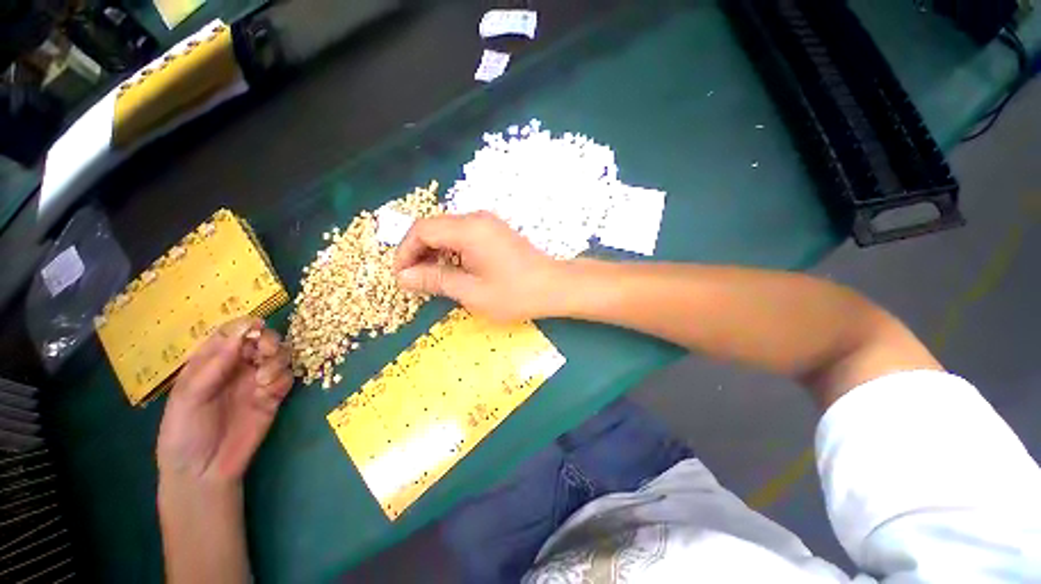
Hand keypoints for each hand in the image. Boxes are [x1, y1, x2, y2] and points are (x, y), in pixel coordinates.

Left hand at [157, 317, 292, 485]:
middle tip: (265, 353)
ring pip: (279, 355)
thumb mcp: (189, 397)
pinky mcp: (273, 396)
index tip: (255, 327)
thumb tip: (243, 330)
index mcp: (210, 363)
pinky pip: (287, 377)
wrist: (204, 471)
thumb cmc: (184, 432)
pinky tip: (270, 390)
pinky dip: (283, 378)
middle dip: (268, 341)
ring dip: (278, 359)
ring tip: (265, 378)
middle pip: (260, 340)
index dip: (244, 327)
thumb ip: (214, 364)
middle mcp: (236, 367)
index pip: (230, 334)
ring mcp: (256, 382)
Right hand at [394, 211, 563, 321]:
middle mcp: (476, 219)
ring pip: (447, 230)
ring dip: (433, 251)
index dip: (405, 252)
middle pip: (433, 227)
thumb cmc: (515, 293)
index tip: (401, 276)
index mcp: (468, 230)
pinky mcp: (494, 231)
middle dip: (417, 252)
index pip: (422, 230)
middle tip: (413, 279)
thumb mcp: (471, 292)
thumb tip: (403, 277)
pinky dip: (450, 250)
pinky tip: (451, 268)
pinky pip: (463, 235)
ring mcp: (487, 223)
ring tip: (430, 277)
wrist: (554, 286)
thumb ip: (436, 281)